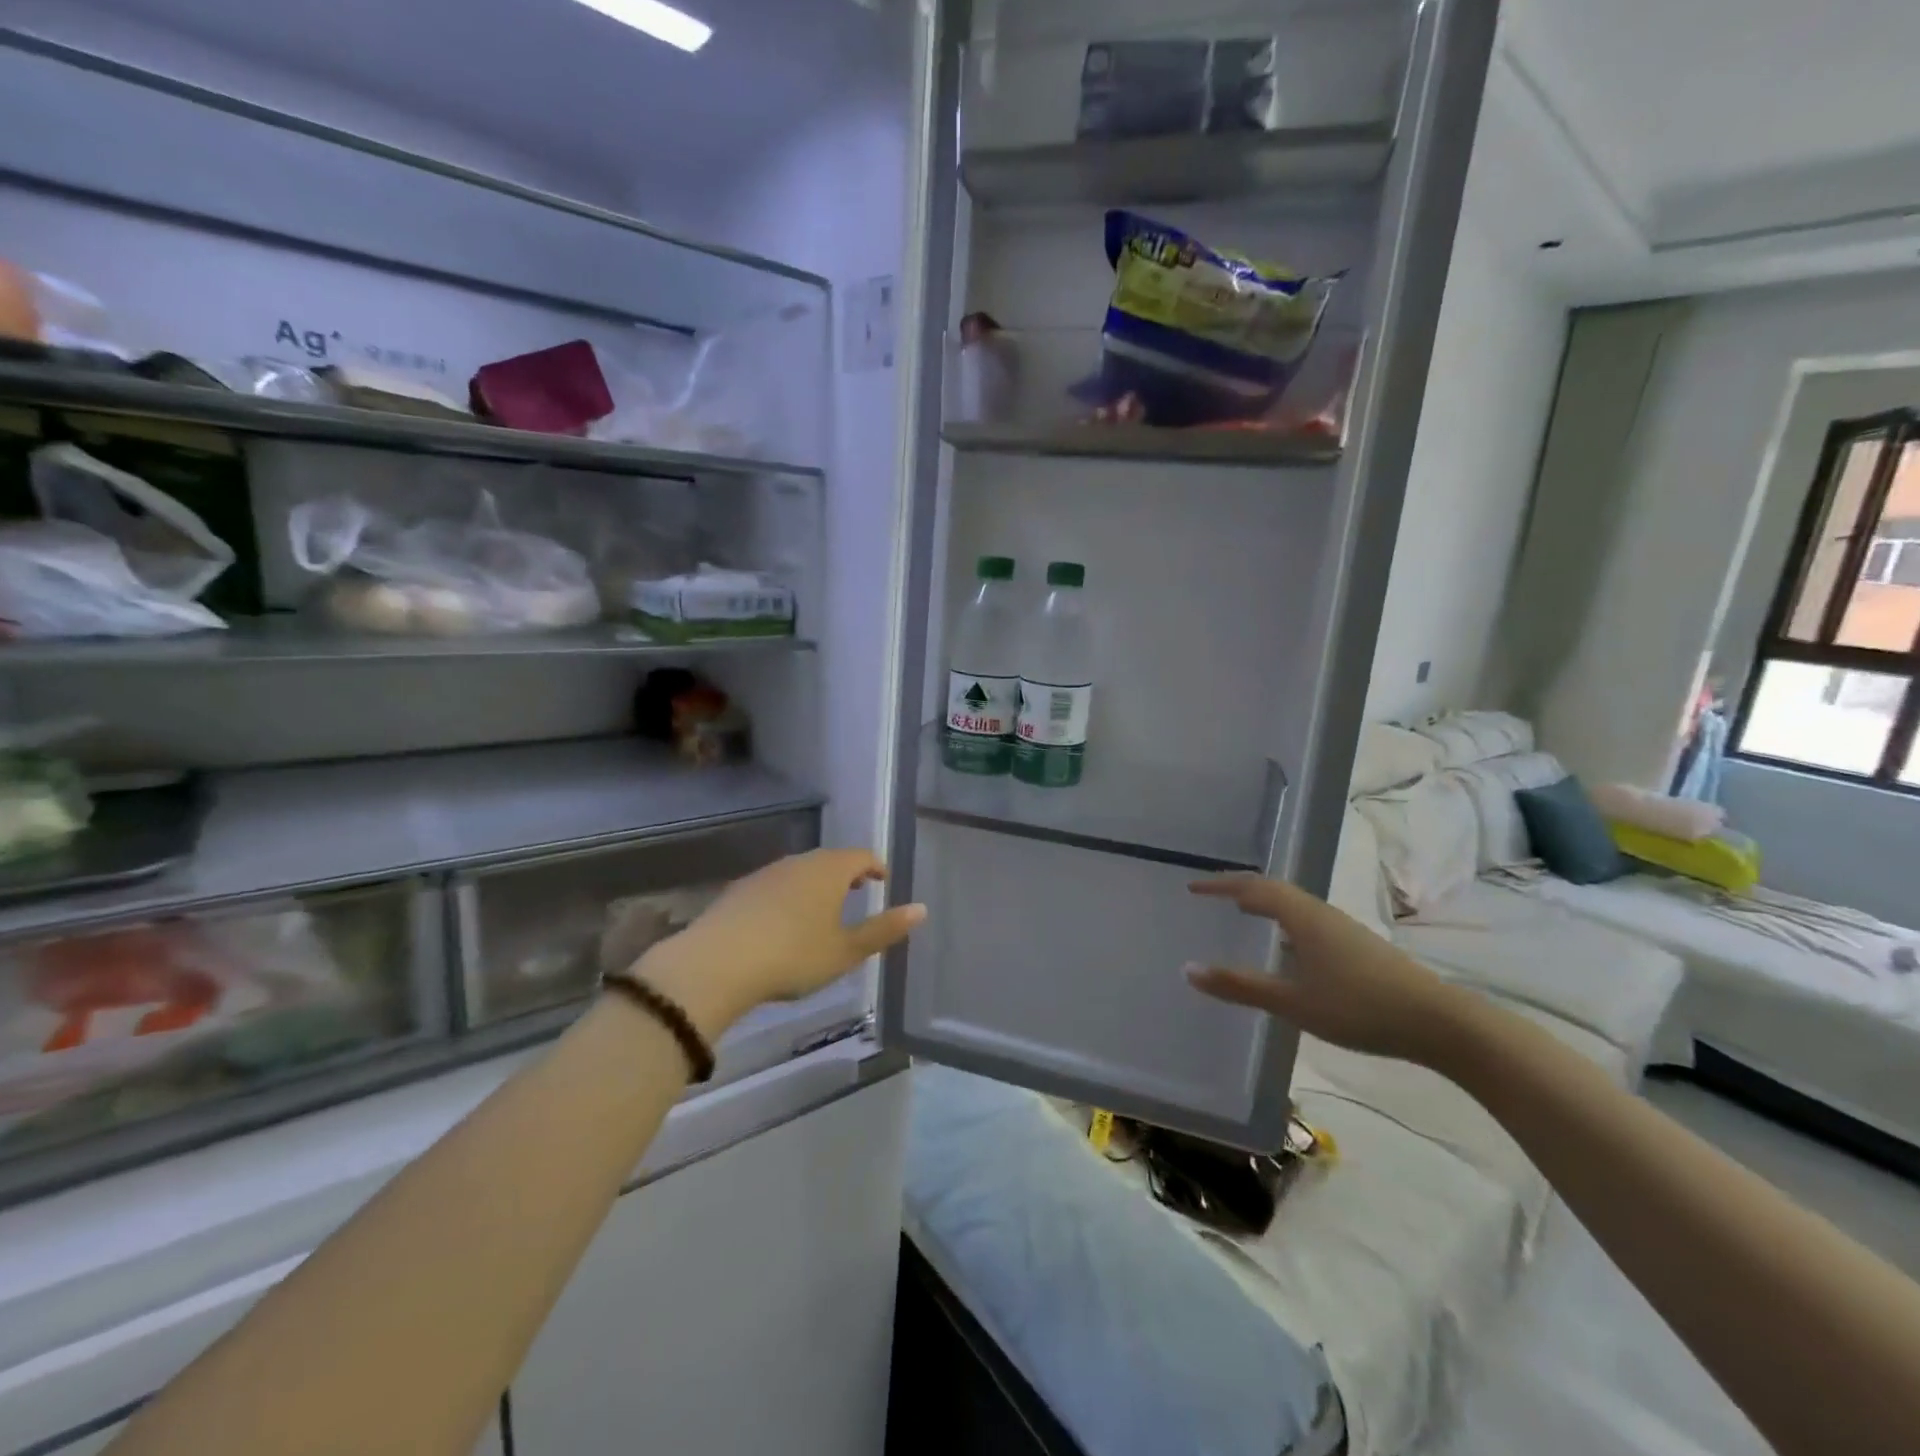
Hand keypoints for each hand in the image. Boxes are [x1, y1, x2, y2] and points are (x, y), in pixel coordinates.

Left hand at [635, 849, 925, 1036]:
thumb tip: (921, 909)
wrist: (717, 964)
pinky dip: (789, 895)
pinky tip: (784, 921)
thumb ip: (884, 930)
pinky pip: (775, 885)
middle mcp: (798, 862)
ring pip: (800, 871)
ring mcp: (766, 873)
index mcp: (829, 870)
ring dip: (816, 883)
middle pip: (830, 860)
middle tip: (859, 890)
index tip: (883, 879)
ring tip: (824, 906)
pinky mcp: (739, 890)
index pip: (861, 856)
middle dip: (846, 873)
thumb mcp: (846, 951)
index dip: (875, 866)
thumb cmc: (793, 956)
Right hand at [1184, 874, 1467, 1064]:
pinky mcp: (1357, 945)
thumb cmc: (1359, 1006)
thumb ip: (1240, 986)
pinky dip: (1284, 921)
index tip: (1193, 886)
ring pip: (1294, 904)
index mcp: (1302, 916)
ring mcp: (1342, 928)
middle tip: (1213, 894)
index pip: (1253, 887)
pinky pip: (1307, 920)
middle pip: (1274, 889)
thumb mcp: (1293, 1001)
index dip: (1221, 885)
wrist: (1439, 1022)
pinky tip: (1287, 947)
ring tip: (1244, 912)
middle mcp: (1320, 913)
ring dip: (1265, 902)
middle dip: (1240, 888)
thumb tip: (1188, 969)